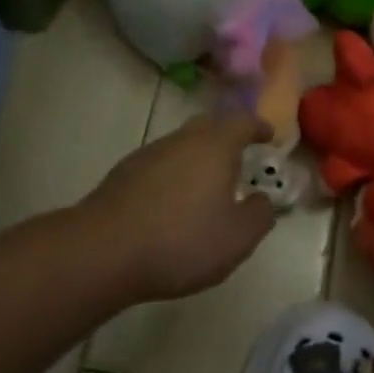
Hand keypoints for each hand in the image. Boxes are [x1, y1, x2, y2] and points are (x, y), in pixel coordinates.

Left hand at [83, 113, 277, 301]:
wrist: (105, 250)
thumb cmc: (181, 241)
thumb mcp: (236, 239)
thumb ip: (259, 216)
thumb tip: (262, 200)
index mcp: (215, 146)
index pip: (242, 122)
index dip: (258, 127)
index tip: (268, 135)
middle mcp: (183, 139)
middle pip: (209, 125)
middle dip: (226, 137)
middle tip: (239, 157)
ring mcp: (150, 152)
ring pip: (182, 144)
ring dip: (198, 157)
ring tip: (206, 185)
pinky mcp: (125, 172)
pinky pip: (160, 163)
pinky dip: (173, 174)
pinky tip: (171, 202)